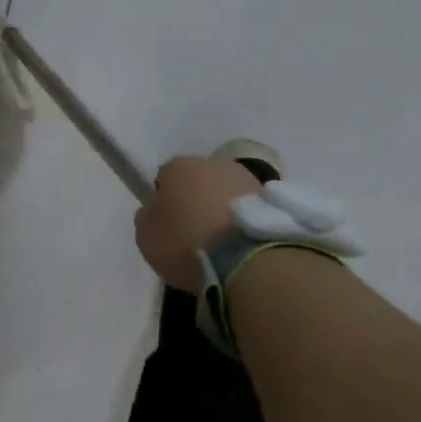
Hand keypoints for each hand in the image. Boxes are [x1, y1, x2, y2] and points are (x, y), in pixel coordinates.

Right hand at [134, 155, 260, 291]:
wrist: (246, 258)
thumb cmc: (186, 242)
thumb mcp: (146, 236)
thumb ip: (148, 218)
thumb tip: (155, 211)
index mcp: (178, 166)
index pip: (165, 177)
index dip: (164, 200)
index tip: (167, 223)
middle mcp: (213, 163)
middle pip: (199, 181)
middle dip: (196, 200)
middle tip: (195, 232)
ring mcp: (247, 178)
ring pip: (226, 192)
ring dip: (223, 209)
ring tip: (222, 242)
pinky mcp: (273, 200)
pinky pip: (248, 209)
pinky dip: (243, 221)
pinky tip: (240, 245)